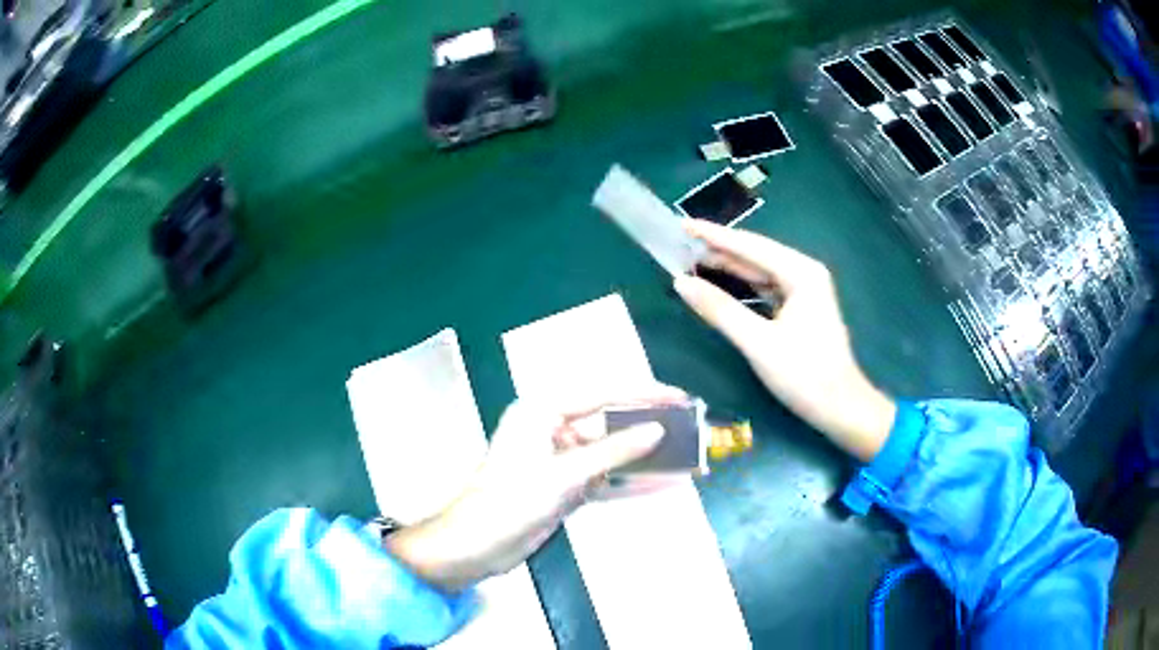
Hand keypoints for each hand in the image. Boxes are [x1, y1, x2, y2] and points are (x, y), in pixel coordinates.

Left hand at [387, 385, 683, 591]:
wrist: (475, 547)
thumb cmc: (510, 501)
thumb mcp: (563, 476)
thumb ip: (613, 452)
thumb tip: (658, 431)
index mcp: (542, 411)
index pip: (602, 393)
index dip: (644, 393)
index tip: (679, 397)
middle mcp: (551, 428)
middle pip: (609, 422)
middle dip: (648, 427)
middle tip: (688, 427)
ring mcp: (559, 460)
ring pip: (610, 452)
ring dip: (644, 457)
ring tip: (685, 455)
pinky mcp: (565, 486)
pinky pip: (604, 478)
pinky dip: (630, 482)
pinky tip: (663, 483)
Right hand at [673, 219, 894, 461]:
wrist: (840, 408)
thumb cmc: (804, 375)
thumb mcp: (758, 343)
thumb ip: (719, 310)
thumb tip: (681, 283)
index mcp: (801, 273)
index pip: (749, 246)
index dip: (713, 235)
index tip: (681, 224)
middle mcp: (804, 273)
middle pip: (755, 255)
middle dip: (719, 249)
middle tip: (680, 243)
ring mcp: (804, 290)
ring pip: (759, 272)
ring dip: (728, 267)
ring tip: (691, 258)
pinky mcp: (800, 308)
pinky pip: (765, 288)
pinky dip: (742, 286)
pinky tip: (721, 283)